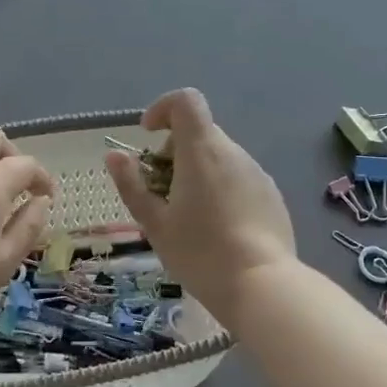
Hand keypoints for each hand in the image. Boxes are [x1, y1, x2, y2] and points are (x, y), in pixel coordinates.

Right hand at [106, 89, 294, 324]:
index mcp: (202, 150)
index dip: (163, 108)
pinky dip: (221, 188)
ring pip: (220, 158)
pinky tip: (218, 228)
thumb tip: (115, 156)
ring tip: (188, 215)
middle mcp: (233, 152)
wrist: (262, 286)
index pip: (186, 101)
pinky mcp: (271, 195)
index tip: (148, 135)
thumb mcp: (155, 224)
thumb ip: (132, 185)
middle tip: (161, 191)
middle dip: (175, 151)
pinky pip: (239, 178)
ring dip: (198, 172)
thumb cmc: (200, 253)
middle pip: (200, 132)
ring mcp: (257, 173)